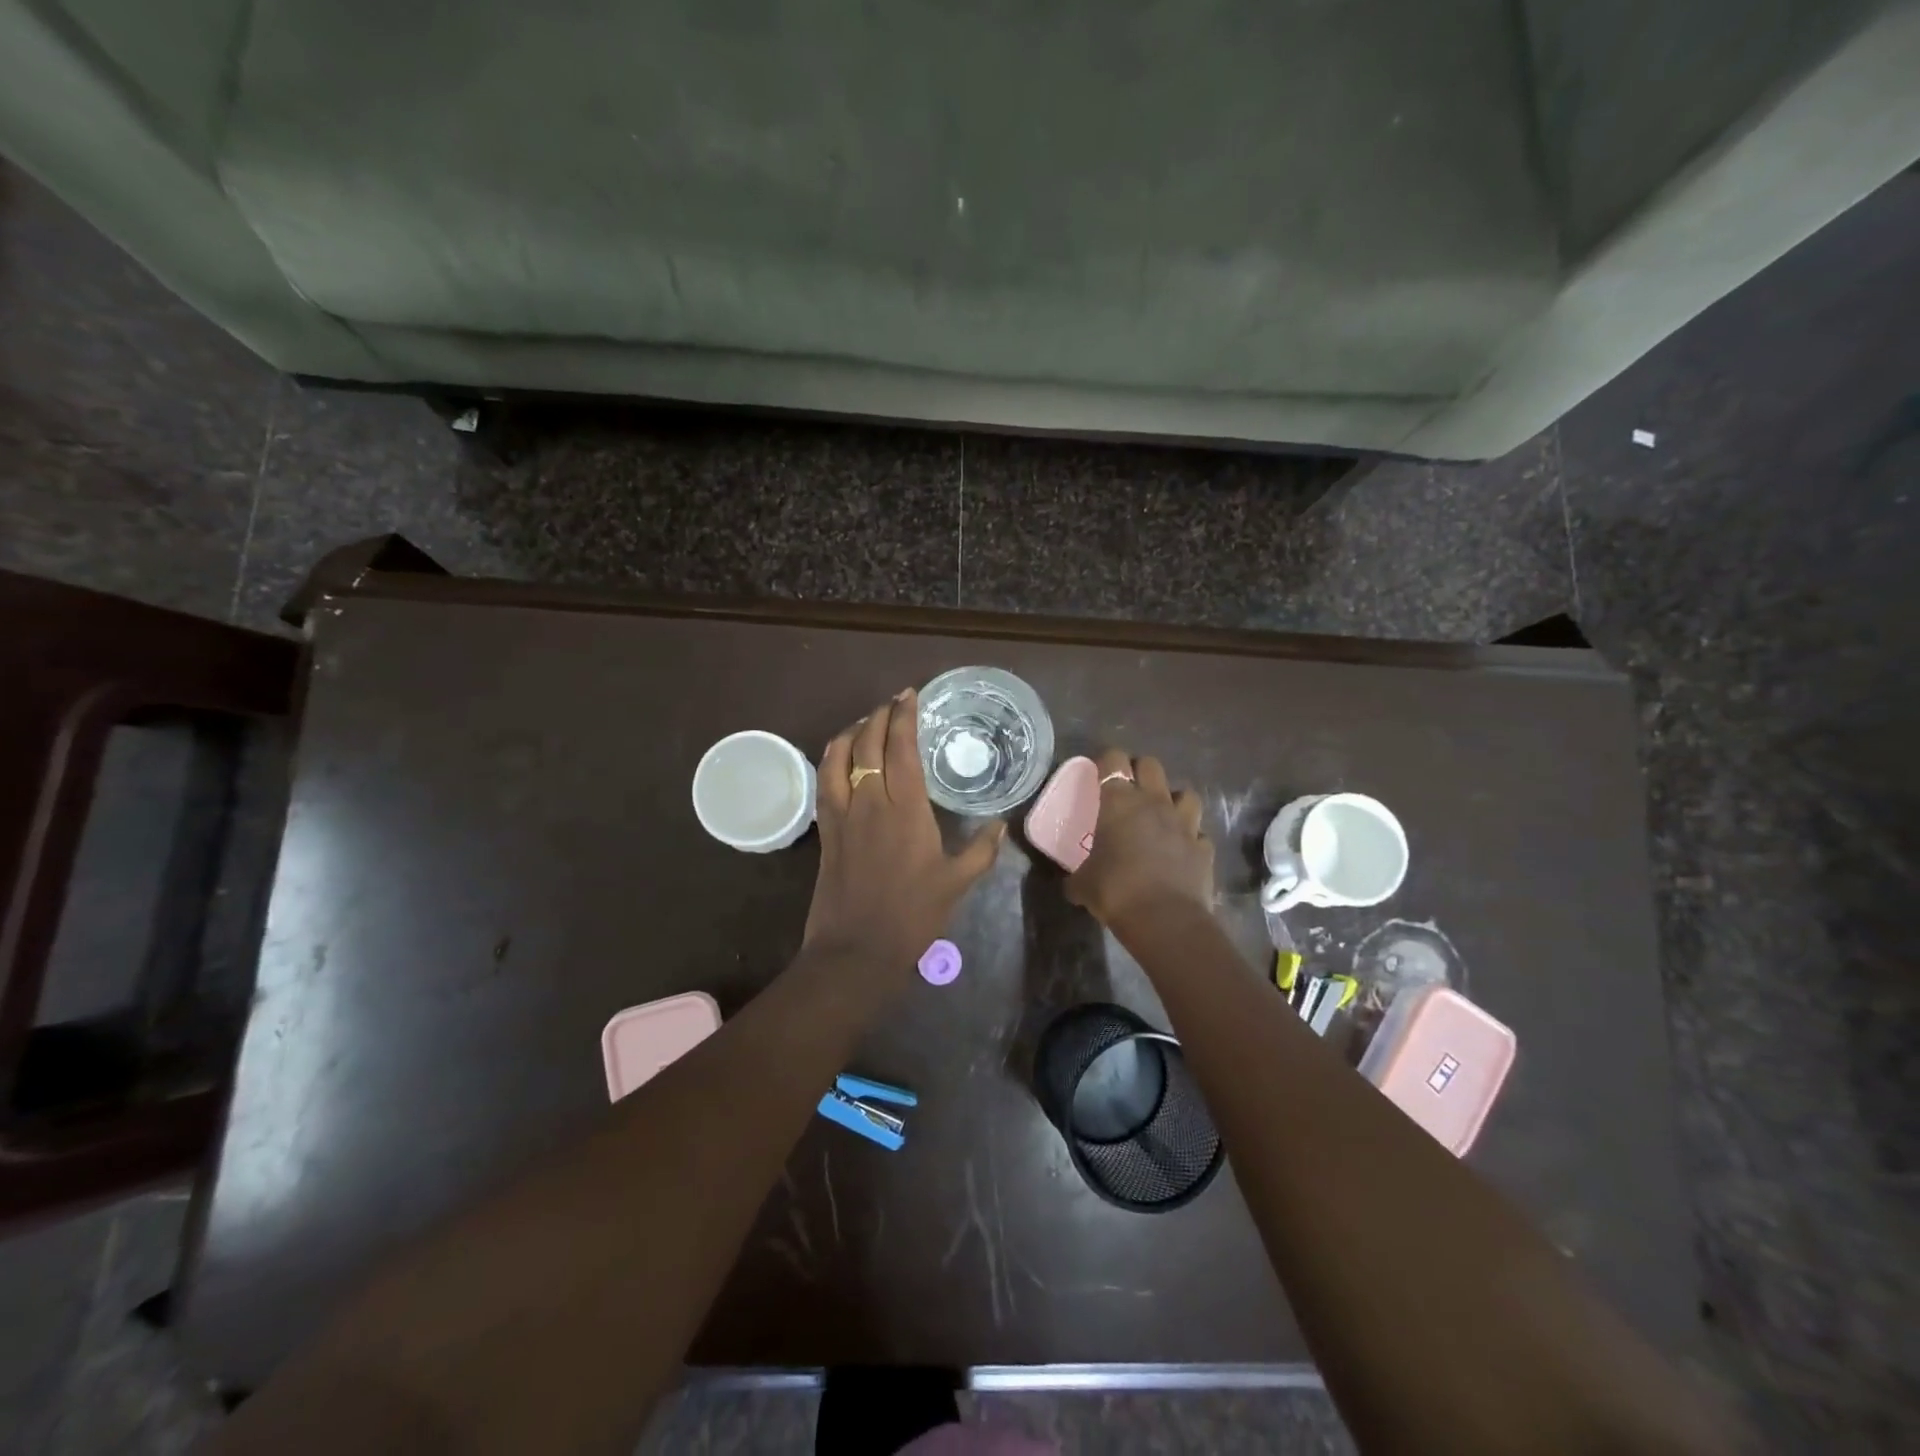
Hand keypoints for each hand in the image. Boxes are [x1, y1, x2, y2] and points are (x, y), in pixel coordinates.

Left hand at [803, 689, 1004, 973]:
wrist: (857, 949)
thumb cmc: (912, 915)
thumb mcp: (957, 883)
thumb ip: (982, 849)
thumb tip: (1001, 824)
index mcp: (905, 809)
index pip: (900, 748)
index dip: (903, 716)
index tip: (909, 695)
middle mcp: (869, 801)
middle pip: (867, 743)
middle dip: (878, 715)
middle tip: (892, 703)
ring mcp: (842, 814)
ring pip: (838, 756)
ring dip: (852, 732)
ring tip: (866, 723)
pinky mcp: (825, 829)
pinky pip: (824, 781)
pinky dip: (832, 759)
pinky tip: (842, 758)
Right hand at [1066, 748, 1212, 927]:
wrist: (1164, 919)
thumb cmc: (1115, 891)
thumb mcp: (1082, 884)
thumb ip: (1076, 876)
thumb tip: (1070, 884)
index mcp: (1119, 802)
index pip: (1113, 760)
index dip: (1107, 762)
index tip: (1099, 773)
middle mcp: (1154, 803)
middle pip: (1151, 765)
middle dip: (1139, 770)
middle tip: (1128, 789)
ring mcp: (1184, 823)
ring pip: (1185, 793)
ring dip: (1173, 800)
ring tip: (1162, 815)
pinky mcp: (1204, 847)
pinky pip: (1199, 833)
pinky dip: (1190, 838)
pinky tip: (1181, 850)